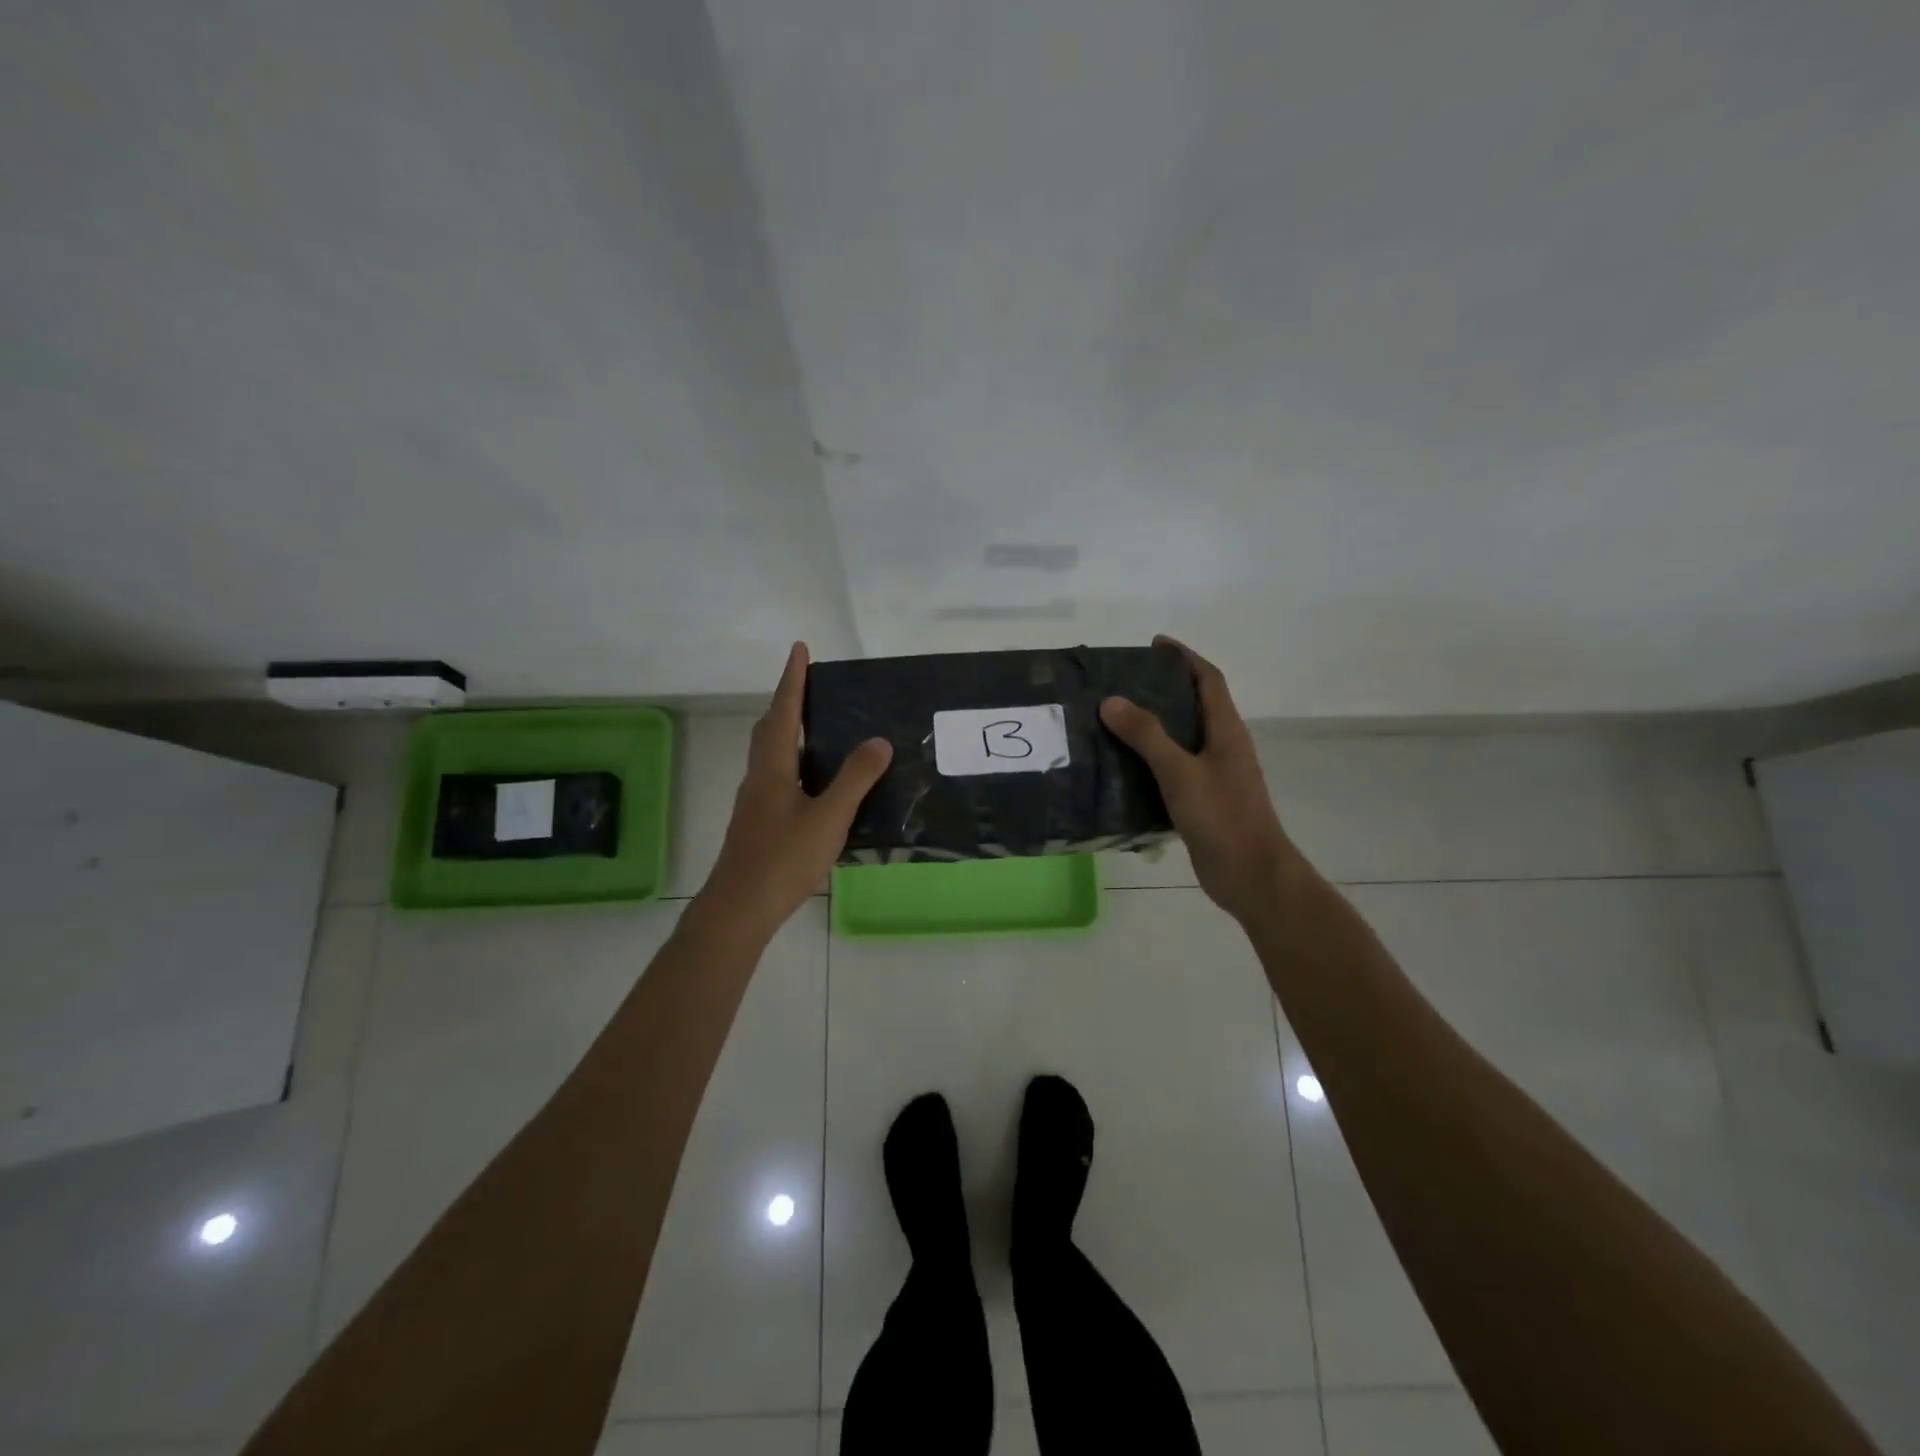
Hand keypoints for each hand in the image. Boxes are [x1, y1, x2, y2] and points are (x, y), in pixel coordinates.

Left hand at [697, 642, 892, 940]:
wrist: (739, 908)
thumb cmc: (784, 858)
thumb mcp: (829, 817)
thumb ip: (855, 779)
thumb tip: (879, 740)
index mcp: (773, 768)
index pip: (784, 712)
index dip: (792, 680)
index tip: (799, 649)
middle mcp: (759, 778)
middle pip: (769, 729)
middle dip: (787, 702)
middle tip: (810, 687)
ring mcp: (755, 802)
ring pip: (770, 755)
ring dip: (787, 732)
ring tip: (817, 728)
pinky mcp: (757, 824)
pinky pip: (776, 777)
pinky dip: (792, 763)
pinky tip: (813, 783)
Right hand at [1100, 636, 1297, 923]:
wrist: (1251, 876)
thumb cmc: (1222, 818)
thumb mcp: (1180, 772)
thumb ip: (1147, 736)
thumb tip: (1111, 700)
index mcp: (1226, 731)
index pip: (1208, 680)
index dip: (1184, 658)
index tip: (1155, 644)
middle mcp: (1223, 747)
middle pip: (1194, 705)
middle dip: (1163, 688)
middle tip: (1122, 683)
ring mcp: (1214, 775)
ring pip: (1182, 739)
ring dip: (1153, 726)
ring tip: (1113, 719)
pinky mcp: (1202, 801)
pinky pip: (1173, 769)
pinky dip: (1150, 760)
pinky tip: (1121, 767)